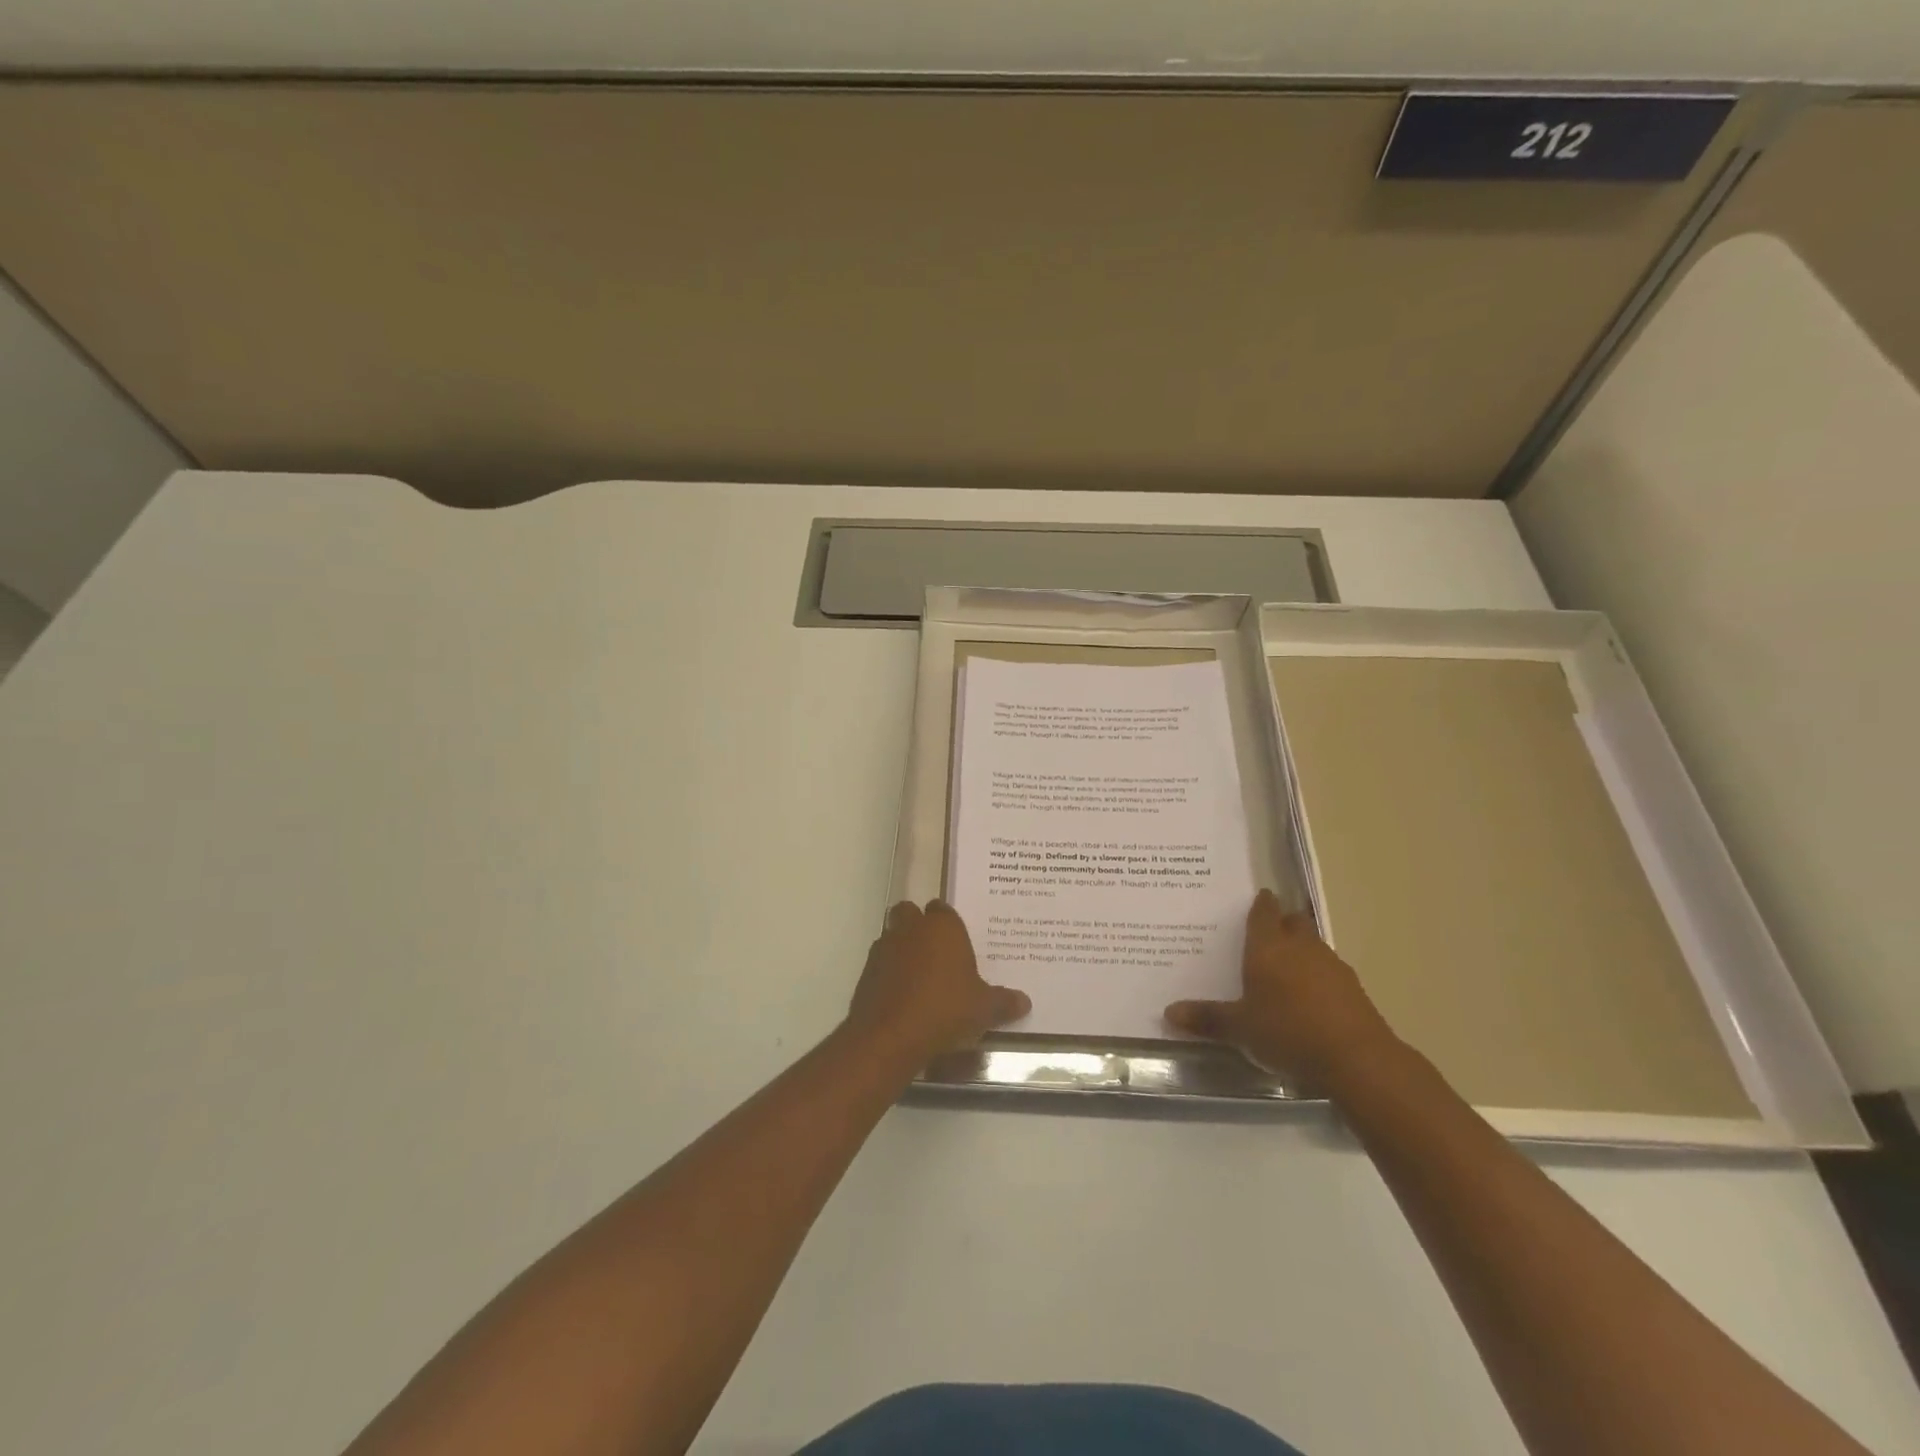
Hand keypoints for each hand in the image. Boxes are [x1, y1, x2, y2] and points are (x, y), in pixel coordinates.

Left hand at [846, 901, 1030, 1065]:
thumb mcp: (984, 1009)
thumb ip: (1004, 1002)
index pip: (943, 908)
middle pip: (910, 913)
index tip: (959, 941)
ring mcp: (884, 947)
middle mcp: (911, 928)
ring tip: (920, 977)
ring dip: (902, 948)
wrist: (890, 1036)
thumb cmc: (945, 1009)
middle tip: (937, 953)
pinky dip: (889, 973)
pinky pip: (880, 963)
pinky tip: (903, 996)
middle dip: (919, 926)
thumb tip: (1025, 1002)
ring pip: (892, 935)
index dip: (949, 923)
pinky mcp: (866, 972)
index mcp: (942, 927)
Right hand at [1164, 889, 1401, 1091]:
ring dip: (1301, 950)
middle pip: (1292, 922)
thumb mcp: (1240, 1028)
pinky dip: (1318, 976)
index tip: (1257, 898)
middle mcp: (1300, 947)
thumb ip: (1207, 1018)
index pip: (1263, 912)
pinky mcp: (1353, 989)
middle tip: (1265, 933)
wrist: (1357, 1059)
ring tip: (1285, 968)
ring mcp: (1332, 966)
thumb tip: (1168, 1012)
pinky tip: (1310, 998)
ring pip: (1313, 945)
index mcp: (1268, 947)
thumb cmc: (1288, 1032)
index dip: (1260, 904)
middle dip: (1282, 922)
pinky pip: (1329, 971)